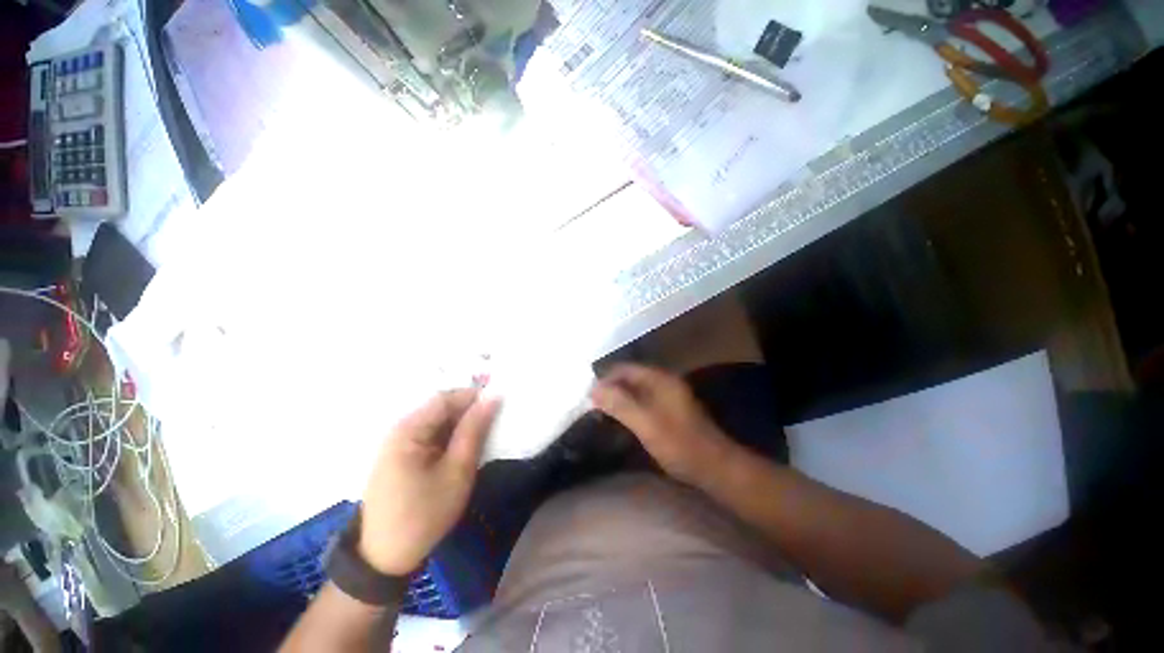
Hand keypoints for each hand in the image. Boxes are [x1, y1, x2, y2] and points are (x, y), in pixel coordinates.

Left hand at [358, 389, 500, 574]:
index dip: (475, 396)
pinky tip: (466, 447)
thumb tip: (492, 398)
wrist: (384, 559)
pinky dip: (452, 437)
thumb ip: (474, 430)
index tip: (501, 403)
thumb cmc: (424, 515)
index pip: (446, 398)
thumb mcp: (457, 471)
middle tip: (497, 420)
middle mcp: (401, 429)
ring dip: (463, 425)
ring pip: (439, 421)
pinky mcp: (403, 456)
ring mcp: (400, 443)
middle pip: (441, 408)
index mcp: (409, 430)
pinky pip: (432, 435)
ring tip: (486, 434)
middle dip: (470, 411)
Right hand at [591, 364, 738, 485]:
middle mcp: (663, 382)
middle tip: (591, 406)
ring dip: (618, 399)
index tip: (588, 396)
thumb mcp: (646, 423)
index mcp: (659, 379)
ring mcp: (667, 395)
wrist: (714, 467)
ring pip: (635, 390)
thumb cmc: (679, 444)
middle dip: (610, 389)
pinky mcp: (669, 410)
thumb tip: (593, 388)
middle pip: (629, 378)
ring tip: (601, 413)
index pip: (624, 369)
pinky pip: (642, 401)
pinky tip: (620, 420)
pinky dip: (629, 407)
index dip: (605, 379)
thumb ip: (620, 404)